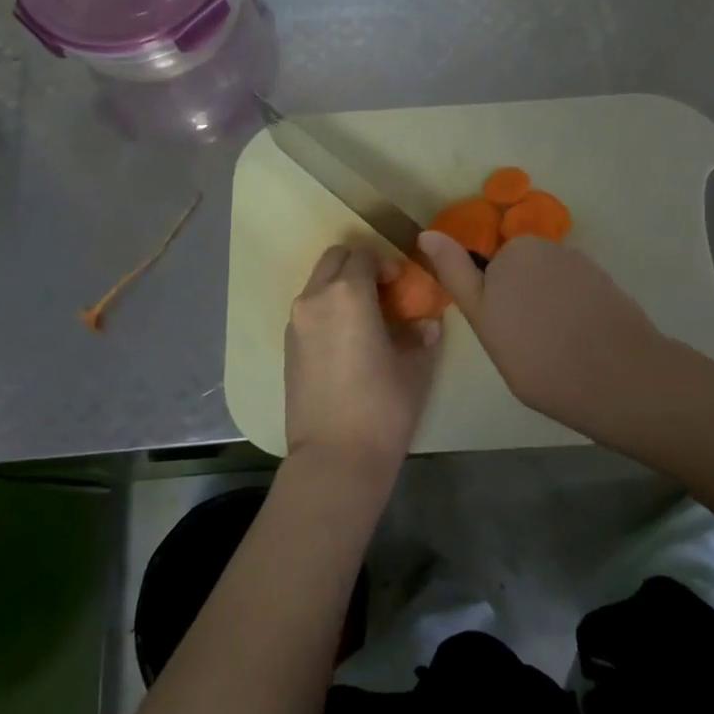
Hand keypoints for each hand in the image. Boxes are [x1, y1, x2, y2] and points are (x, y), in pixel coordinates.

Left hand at [284, 246, 438, 479]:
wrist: (334, 458)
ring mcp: (296, 323)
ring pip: (317, 284)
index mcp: (348, 294)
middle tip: (382, 294)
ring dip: (340, 288)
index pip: (363, 255)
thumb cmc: (382, 408)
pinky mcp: (287, 347)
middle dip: (358, 267)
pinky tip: (346, 342)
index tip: (401, 286)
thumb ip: (421, 336)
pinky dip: (326, 311)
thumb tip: (426, 323)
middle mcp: (315, 299)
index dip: (385, 264)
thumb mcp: (414, 369)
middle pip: (334, 259)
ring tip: (365, 320)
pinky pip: (308, 311)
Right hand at [418, 232, 667, 442]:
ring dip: (548, 308)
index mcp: (512, 252)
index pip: (489, 271)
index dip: (493, 304)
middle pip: (521, 273)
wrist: (617, 377)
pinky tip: (580, 344)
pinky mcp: (607, 283)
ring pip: (549, 285)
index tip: (503, 333)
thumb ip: (456, 273)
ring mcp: (582, 264)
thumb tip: (426, 234)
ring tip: (555, 349)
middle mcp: (547, 247)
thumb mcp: (483, 319)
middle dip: (519, 300)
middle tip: (523, 345)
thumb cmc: (537, 356)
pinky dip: (574, 313)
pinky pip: (577, 294)